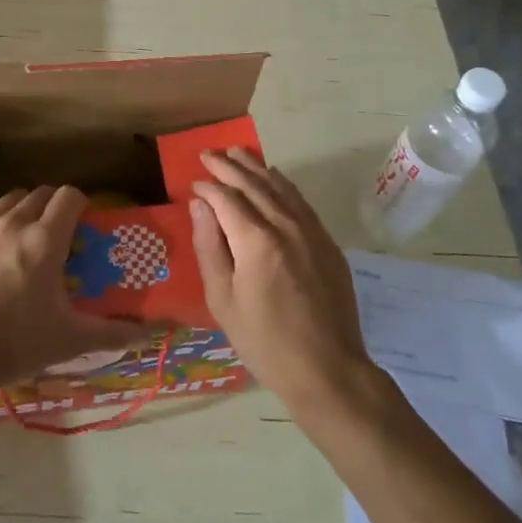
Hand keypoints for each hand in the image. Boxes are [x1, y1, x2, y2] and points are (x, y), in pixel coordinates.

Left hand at [0, 186, 144, 393]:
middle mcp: (14, 222)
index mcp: (45, 240)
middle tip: (56, 235)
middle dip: (53, 208)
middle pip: (41, 194)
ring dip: (24, 209)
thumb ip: (111, 332)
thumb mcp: (67, 340)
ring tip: (24, 235)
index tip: (84, 223)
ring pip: (10, 198)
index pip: (70, 197)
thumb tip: (147, 332)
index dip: (81, 204)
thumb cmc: (11, 344)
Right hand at [190, 148, 373, 416]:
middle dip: (229, 165)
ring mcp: (311, 231)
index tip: (193, 182)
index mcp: (256, 240)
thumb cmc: (265, 341)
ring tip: (238, 153)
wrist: (328, 369)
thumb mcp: (223, 300)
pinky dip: (283, 184)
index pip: (226, 198)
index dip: (208, 187)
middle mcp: (286, 226)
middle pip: (254, 184)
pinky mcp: (327, 243)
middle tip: (209, 153)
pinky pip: (301, 201)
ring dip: (257, 167)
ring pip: (281, 187)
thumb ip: (210, 247)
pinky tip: (274, 180)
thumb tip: (200, 206)